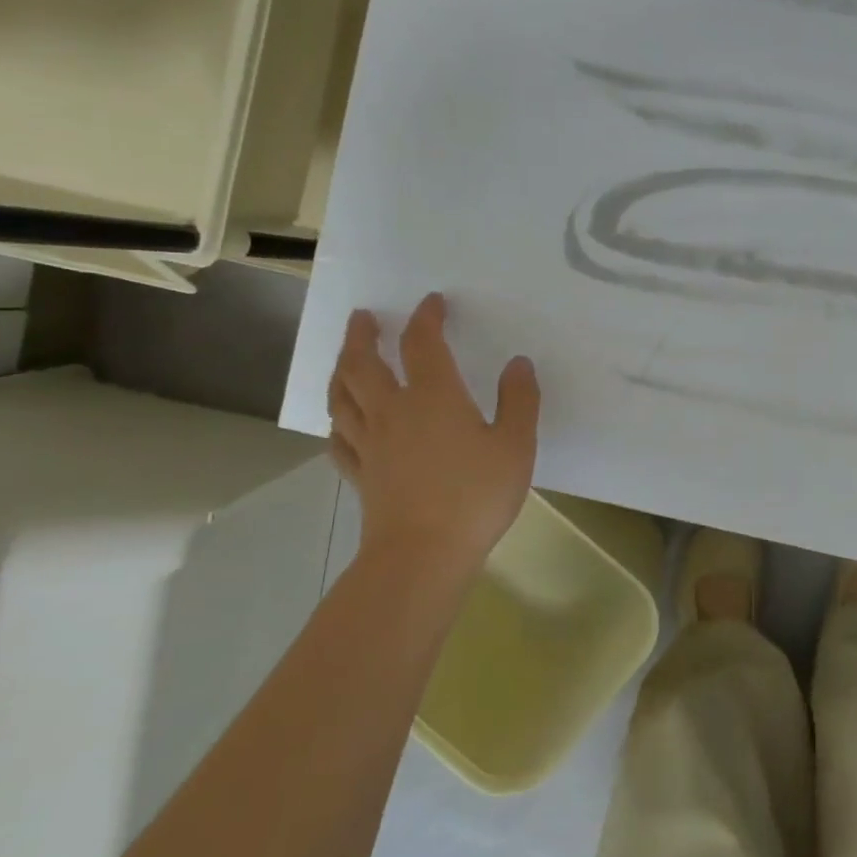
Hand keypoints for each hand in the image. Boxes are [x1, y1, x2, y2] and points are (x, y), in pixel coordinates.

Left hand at [326, 294, 540, 578]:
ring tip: (345, 358)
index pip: (423, 344)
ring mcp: (371, 443)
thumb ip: (519, 400)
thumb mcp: (516, 445)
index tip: (432, 303)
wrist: (424, 553)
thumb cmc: (476, 495)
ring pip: (343, 397)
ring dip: (341, 370)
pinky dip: (337, 421)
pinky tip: (340, 421)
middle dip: (362, 336)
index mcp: (434, 397)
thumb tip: (518, 364)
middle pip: (364, 364)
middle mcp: (393, 411)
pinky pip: (339, 439)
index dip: (427, 318)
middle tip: (363, 317)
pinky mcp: (361, 474)